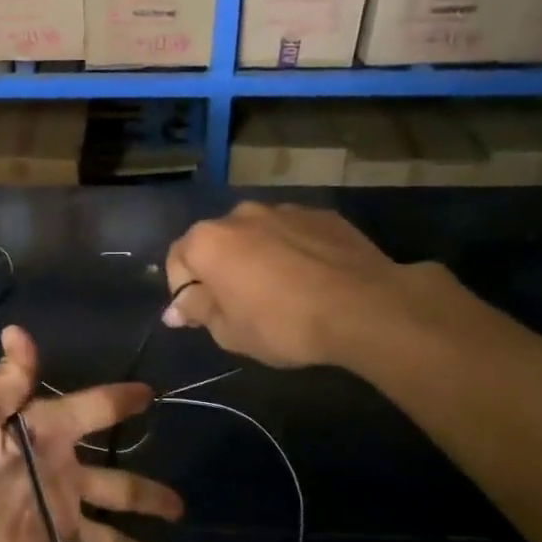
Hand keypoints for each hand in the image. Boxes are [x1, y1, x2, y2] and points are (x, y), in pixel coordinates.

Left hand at [0, 326, 183, 541]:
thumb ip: (5, 381)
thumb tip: (19, 330)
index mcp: (39, 433)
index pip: (90, 412)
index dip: (119, 402)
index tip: (152, 397)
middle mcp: (51, 478)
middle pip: (113, 486)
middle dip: (147, 496)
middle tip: (178, 508)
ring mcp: (44, 526)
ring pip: (105, 541)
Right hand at [164, 201, 453, 370]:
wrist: (364, 307)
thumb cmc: (283, 324)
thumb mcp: (229, 332)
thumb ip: (198, 311)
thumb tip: (177, 307)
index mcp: (208, 241)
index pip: (177, 260)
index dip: (183, 291)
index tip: (198, 317)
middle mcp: (240, 214)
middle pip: (217, 242)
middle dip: (220, 270)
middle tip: (238, 305)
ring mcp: (284, 210)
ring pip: (257, 235)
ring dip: (257, 258)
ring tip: (280, 292)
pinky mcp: (322, 215)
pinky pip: (293, 234)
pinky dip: (292, 252)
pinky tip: (311, 280)